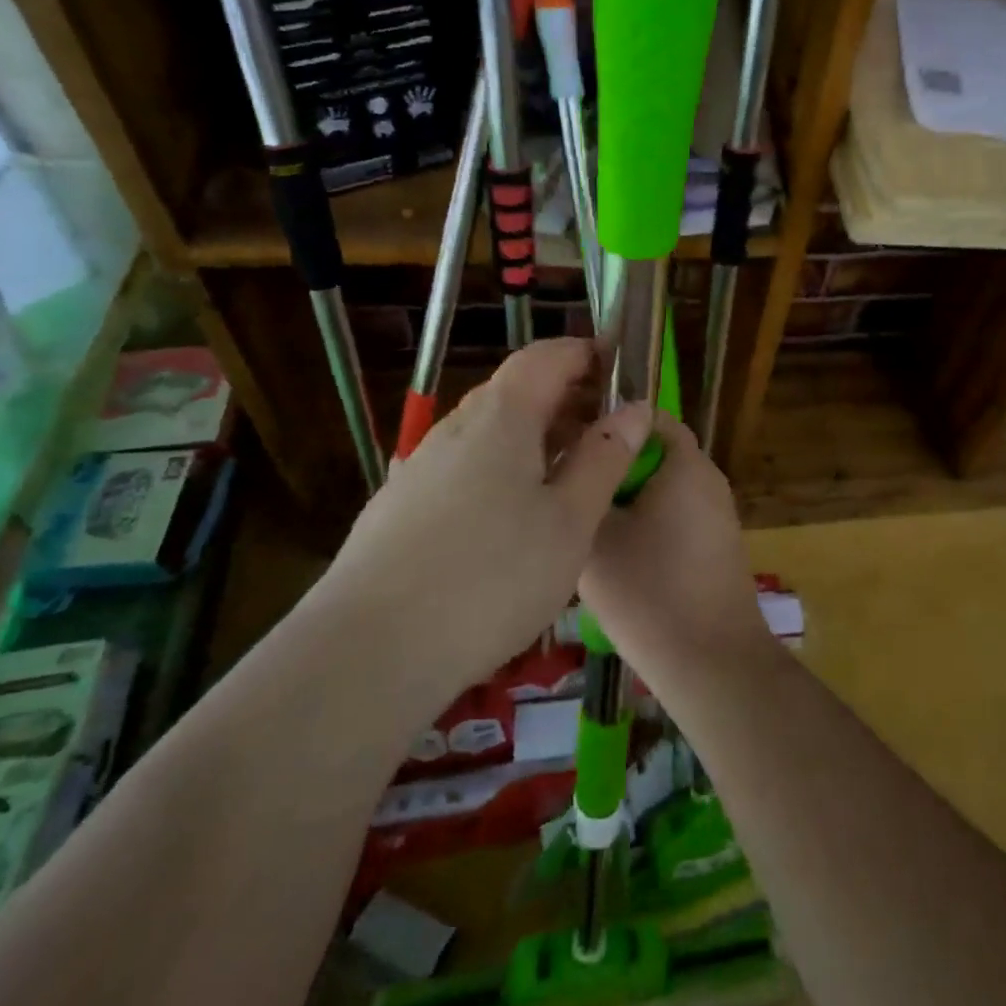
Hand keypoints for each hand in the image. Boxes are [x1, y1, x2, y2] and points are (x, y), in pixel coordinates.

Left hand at [318, 339, 653, 688]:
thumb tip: (635, 409)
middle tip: (608, 433)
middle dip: (567, 398)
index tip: (622, 372)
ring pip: (489, 430)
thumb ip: (605, 458)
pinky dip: (502, 467)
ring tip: (569, 477)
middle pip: (517, 390)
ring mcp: (421, 465)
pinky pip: (464, 465)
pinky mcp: (400, 505)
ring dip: (535, 436)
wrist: (369, 651)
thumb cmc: (492, 577)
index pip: (548, 356)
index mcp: (502, 416)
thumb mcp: (570, 520)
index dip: (587, 355)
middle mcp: (456, 427)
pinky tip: (511, 518)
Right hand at [579, 416, 774, 690]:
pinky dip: (647, 523)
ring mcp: (717, 512)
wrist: (712, 662)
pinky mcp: (717, 544)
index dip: (606, 420)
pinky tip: (617, 556)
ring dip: (627, 498)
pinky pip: (676, 515)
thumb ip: (583, 487)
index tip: (569, 441)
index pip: (646, 414)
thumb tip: (574, 462)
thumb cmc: (649, 591)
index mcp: (685, 462)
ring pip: (662, 487)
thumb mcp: (595, 536)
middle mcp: (708, 478)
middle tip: (571, 486)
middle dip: (612, 464)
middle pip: (653, 452)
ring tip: (586, 523)